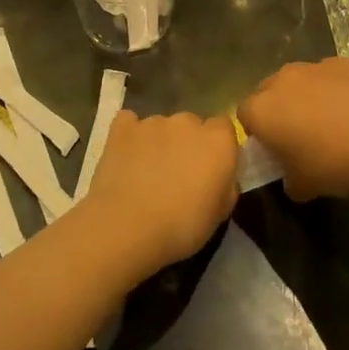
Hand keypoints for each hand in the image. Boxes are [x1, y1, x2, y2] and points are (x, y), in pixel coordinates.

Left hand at [81, 111, 237, 276]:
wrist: (128, 227)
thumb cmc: (182, 226)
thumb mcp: (219, 214)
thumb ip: (225, 185)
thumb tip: (221, 177)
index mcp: (218, 141)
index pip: (224, 127)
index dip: (217, 147)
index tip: (210, 169)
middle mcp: (188, 122)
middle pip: (192, 124)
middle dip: (187, 144)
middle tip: (178, 175)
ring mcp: (153, 122)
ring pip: (161, 126)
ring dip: (160, 142)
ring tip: (147, 173)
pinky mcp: (123, 128)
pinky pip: (130, 123)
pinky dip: (130, 136)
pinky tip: (126, 156)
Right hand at [237, 58, 348, 201]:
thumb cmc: (334, 162)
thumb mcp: (305, 186)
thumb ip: (289, 181)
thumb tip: (292, 180)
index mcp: (262, 110)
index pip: (244, 116)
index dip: (256, 132)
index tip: (273, 148)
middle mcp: (281, 80)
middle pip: (267, 92)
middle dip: (277, 109)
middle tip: (297, 134)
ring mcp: (312, 66)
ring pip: (298, 81)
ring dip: (304, 96)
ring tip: (329, 120)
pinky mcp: (341, 61)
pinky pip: (327, 76)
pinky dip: (333, 89)